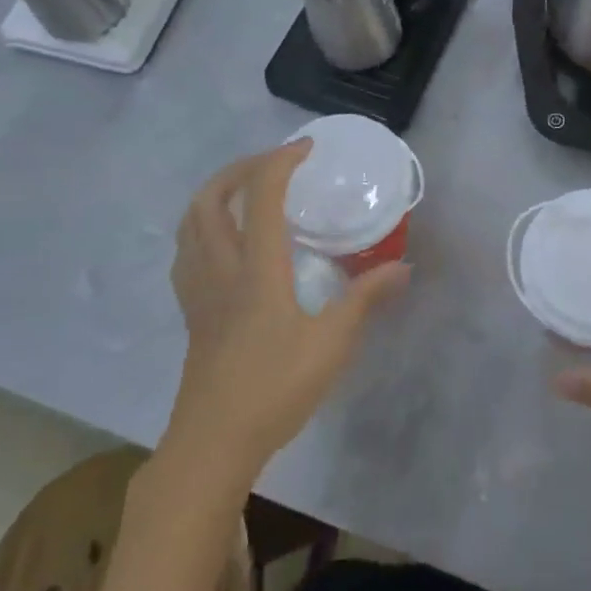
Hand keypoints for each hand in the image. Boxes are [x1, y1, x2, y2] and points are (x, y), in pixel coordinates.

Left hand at [169, 141, 410, 473]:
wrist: (213, 443)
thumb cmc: (275, 389)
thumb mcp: (332, 343)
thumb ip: (366, 299)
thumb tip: (404, 267)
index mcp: (256, 269)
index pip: (260, 196)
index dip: (280, 161)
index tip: (306, 147)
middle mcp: (220, 269)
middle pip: (209, 200)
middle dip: (237, 169)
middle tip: (270, 165)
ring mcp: (199, 292)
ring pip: (189, 225)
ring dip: (214, 195)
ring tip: (244, 193)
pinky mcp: (191, 314)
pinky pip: (186, 253)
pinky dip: (201, 229)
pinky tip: (223, 244)